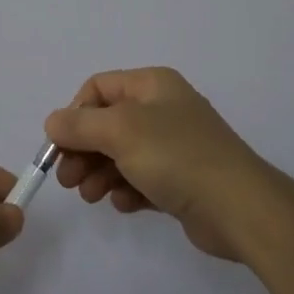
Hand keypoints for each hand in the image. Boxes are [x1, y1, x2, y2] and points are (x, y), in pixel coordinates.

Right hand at [45, 67, 288, 261]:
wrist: (240, 208)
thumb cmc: (177, 157)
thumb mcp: (120, 132)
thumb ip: (79, 125)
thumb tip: (53, 122)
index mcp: (152, 85)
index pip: (98, 89)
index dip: (75, 114)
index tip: (61, 145)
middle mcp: (163, 109)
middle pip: (107, 124)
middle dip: (83, 150)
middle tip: (67, 180)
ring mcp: (174, 146)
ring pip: (121, 155)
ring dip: (99, 173)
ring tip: (91, 196)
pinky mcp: (182, 181)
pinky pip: (142, 180)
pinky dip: (126, 190)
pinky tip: (123, 205)